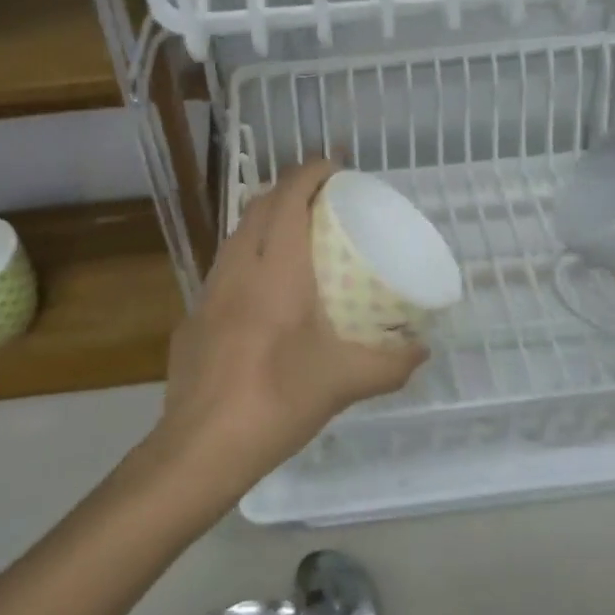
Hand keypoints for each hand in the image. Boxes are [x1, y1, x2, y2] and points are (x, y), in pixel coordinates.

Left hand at [150, 159, 427, 498]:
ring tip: (295, 238)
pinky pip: (223, 271)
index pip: (289, 198)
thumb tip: (422, 350)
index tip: (336, 167)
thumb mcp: (344, 382)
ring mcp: (208, 293)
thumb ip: (390, 364)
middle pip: (259, 207)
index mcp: (276, 271)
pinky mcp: (192, 318)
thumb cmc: (277, 401)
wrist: (201, 448)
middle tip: (324, 201)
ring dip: (265, 222)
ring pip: (236, 236)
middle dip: (290, 190)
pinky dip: (248, 261)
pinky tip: (262, 296)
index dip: (311, 172)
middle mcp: (237, 269)